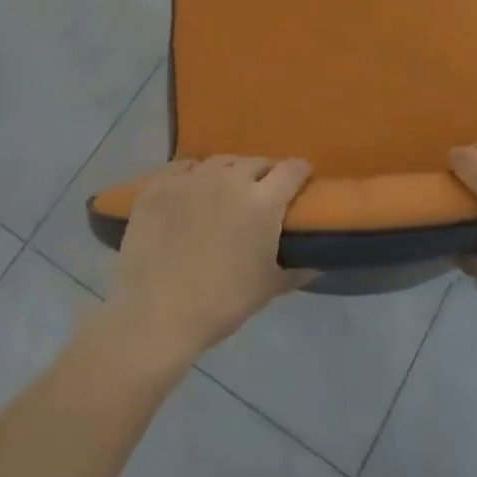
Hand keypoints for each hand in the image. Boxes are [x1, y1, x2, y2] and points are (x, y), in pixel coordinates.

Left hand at [102, 156, 313, 364]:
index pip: (291, 170)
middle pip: (255, 162)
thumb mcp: (268, 288)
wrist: (157, 315)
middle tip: (261, 194)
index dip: (300, 172)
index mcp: (262, 202)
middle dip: (264, 174)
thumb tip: (319, 261)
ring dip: (230, 172)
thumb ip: (297, 269)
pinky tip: (191, 191)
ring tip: (226, 192)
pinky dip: (193, 175)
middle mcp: (229, 179)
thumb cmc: (221, 303)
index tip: (300, 181)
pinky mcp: (159, 185)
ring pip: (220, 161)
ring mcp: (191, 178)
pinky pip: (183, 167)